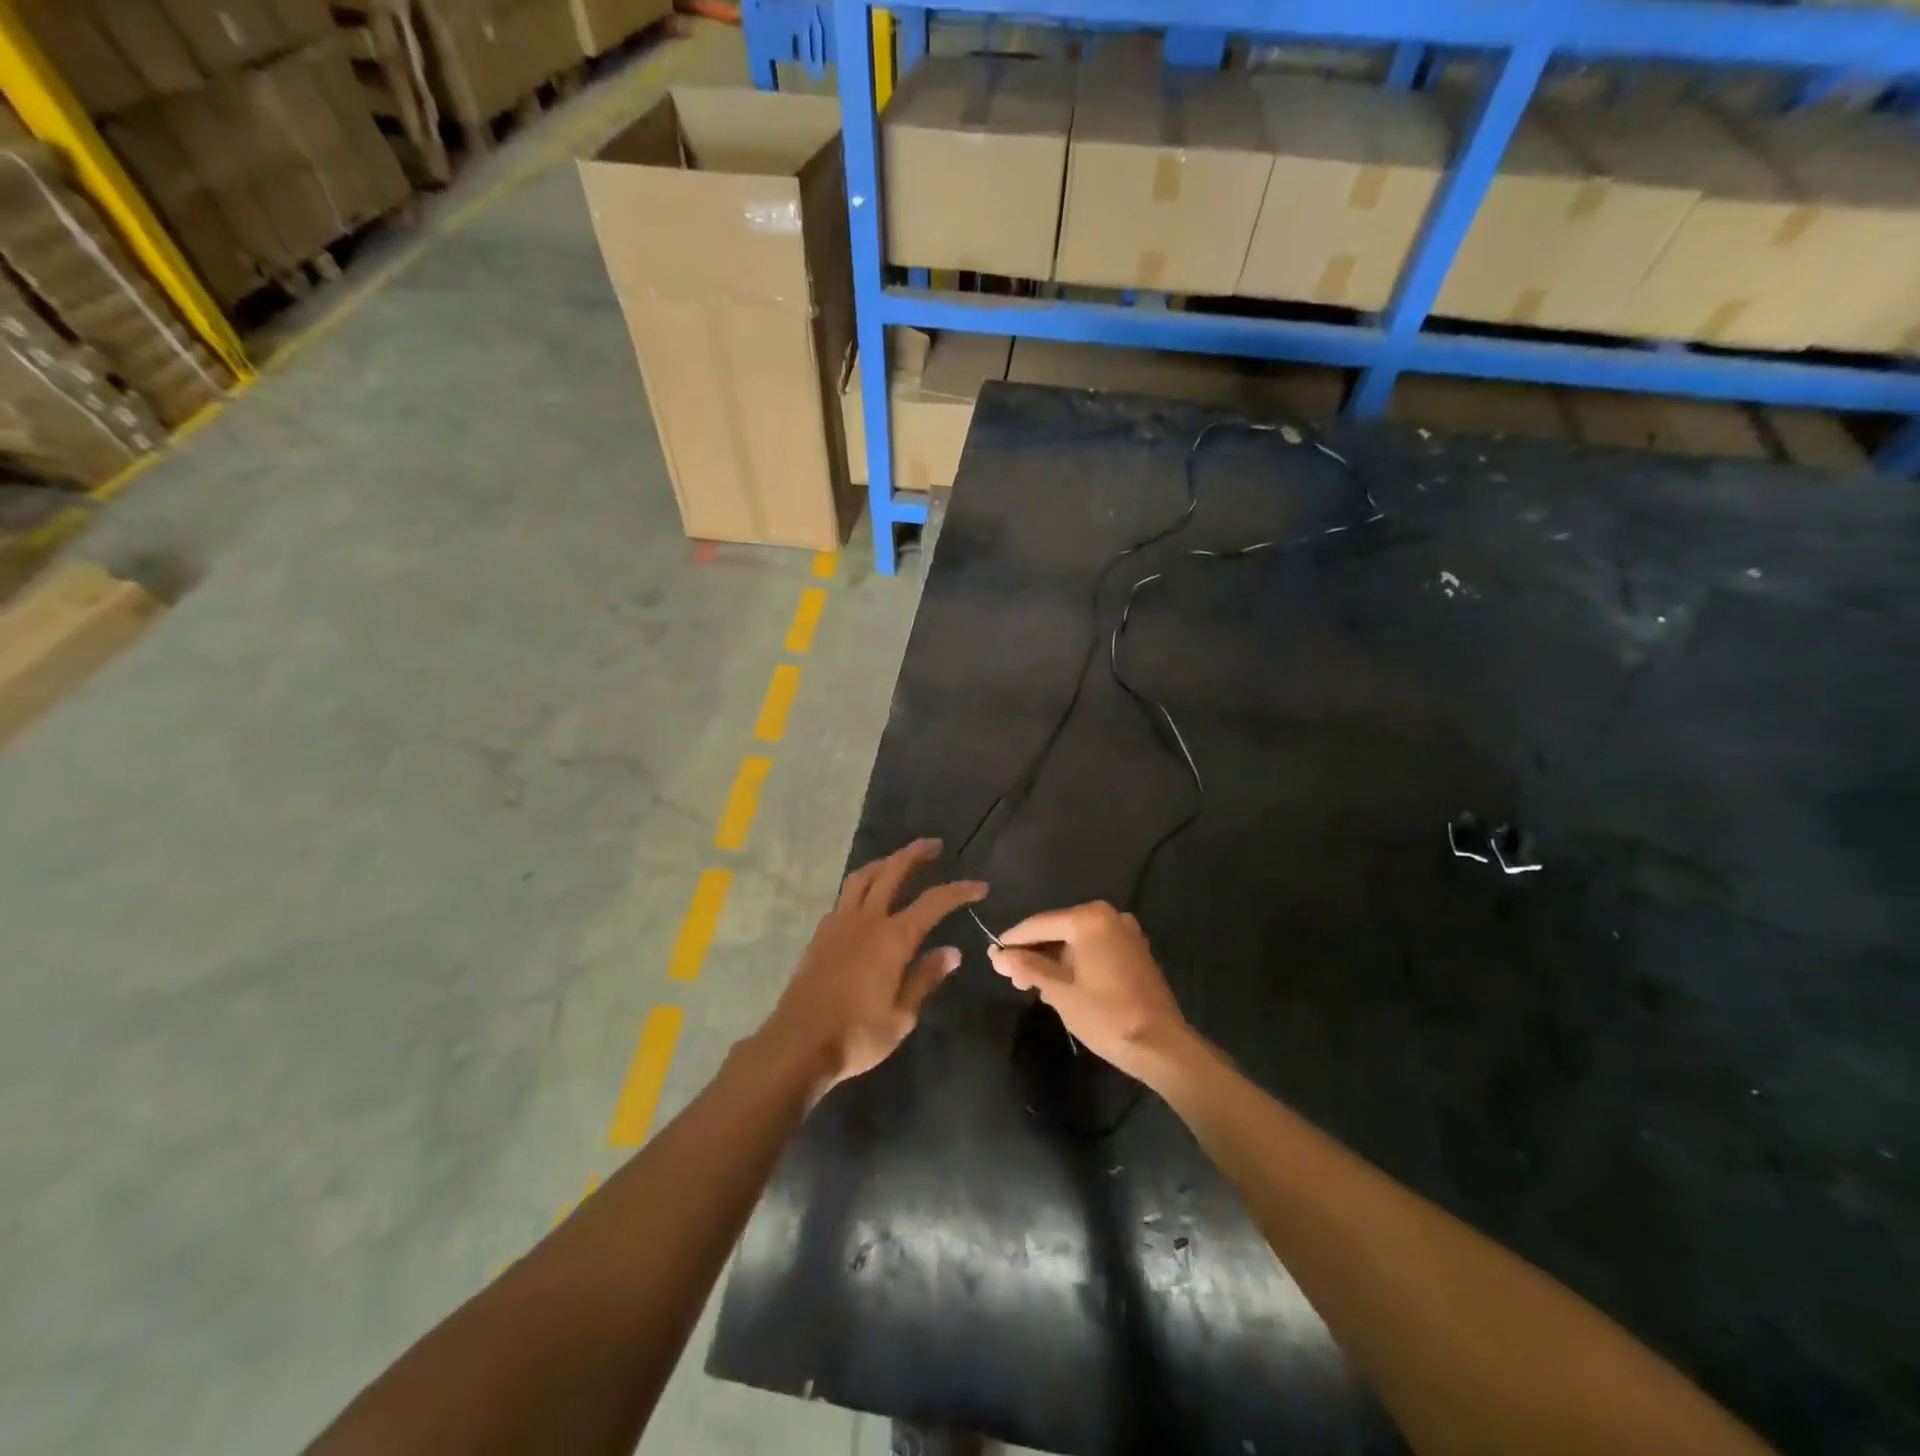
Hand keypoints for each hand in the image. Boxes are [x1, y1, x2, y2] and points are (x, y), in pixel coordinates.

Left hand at [759, 839, 986, 1098]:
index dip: (959, 890)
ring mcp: (839, 923)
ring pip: (862, 877)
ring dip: (884, 862)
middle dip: (915, 854)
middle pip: (893, 871)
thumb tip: (952, 951)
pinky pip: (844, 897)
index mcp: (893, 938)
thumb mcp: (902, 1015)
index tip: (979, 886)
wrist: (798, 1044)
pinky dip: (861, 886)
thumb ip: (926, 978)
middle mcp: (866, 920)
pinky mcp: (820, 934)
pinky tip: (867, 899)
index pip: (934, 902)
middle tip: (934, 845)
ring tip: (898, 861)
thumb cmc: (857, 1035)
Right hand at [987, 902, 1188, 1079]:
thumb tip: (997, 956)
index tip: (993, 955)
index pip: (1039, 924)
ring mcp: (1126, 933)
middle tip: (1013, 978)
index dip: (1014, 940)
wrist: (1161, 1045)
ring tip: (1034, 986)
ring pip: (1077, 941)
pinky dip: (1076, 961)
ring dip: (1055, 960)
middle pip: (1059, 930)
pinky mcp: (1135, 951)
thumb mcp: (1059, 992)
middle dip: (1035, 953)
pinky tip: (1062, 984)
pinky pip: (1095, 948)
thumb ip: (1028, 968)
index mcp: (1089, 919)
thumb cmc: (1106, 1015)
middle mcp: (1109, 916)